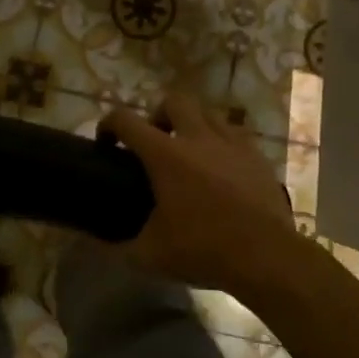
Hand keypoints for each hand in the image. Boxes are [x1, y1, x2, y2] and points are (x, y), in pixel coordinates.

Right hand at [101, 93, 297, 290]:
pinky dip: (221, 142)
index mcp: (165, 155)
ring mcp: (233, 144)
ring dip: (193, 124)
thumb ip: (117, 247)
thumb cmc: (203, 250)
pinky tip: (221, 167)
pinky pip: (235, 134)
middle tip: (155, 141)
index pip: (126, 120)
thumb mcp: (150, 255)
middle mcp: (198, 138)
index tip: (106, 141)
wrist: (267, 257)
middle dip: (158, 114)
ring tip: (190, 151)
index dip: (109, 124)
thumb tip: (91, 245)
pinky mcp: (258, 156)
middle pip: (174, 101)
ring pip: (208, 112)